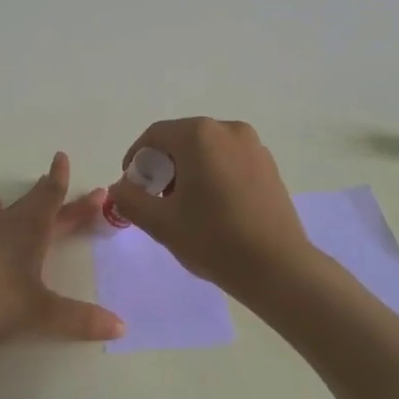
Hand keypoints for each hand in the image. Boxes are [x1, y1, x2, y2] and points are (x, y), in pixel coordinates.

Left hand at [0, 152, 124, 346]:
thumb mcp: (42, 313)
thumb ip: (81, 319)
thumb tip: (122, 326)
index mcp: (31, 230)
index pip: (51, 197)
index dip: (60, 179)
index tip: (62, 157)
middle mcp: (7, 224)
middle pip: (35, 203)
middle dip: (53, 193)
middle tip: (62, 178)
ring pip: (9, 209)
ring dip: (24, 202)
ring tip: (30, 191)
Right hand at [105, 118, 311, 290]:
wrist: (278, 268)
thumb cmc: (214, 239)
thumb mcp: (160, 222)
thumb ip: (130, 199)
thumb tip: (120, 187)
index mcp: (199, 135)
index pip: (155, 136)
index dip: (136, 159)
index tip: (132, 187)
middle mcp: (228, 129)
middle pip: (182, 140)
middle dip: (163, 166)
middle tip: (156, 199)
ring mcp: (254, 146)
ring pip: (207, 150)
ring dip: (189, 171)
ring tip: (185, 207)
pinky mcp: (269, 166)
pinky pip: (229, 161)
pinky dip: (214, 175)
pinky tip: (214, 208)